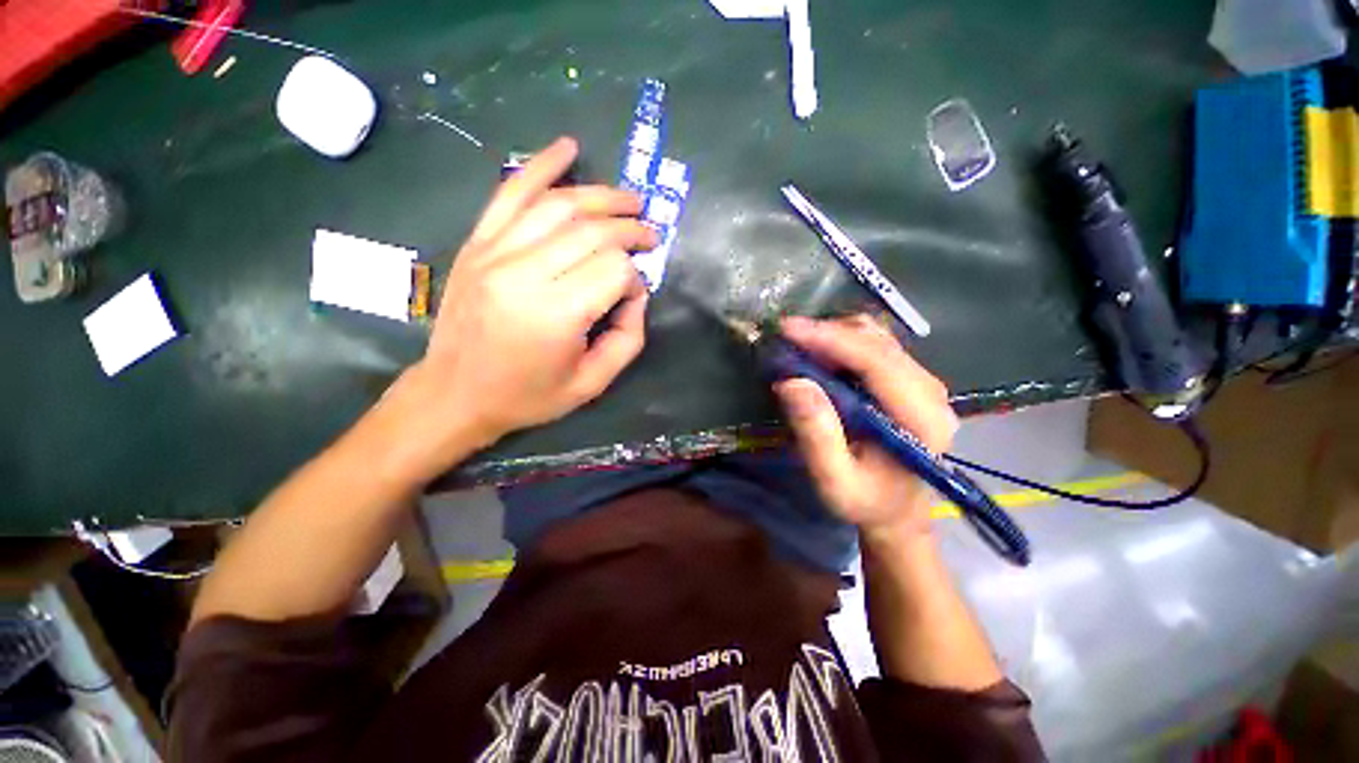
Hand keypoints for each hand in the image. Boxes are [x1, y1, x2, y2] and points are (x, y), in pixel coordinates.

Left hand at [382, 137, 656, 482]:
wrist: (455, 394)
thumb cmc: (528, 395)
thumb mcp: (591, 383)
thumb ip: (628, 339)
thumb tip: (637, 295)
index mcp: (555, 315)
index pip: (614, 271)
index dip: (635, 278)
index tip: (634, 295)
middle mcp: (524, 274)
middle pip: (592, 231)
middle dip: (630, 228)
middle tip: (650, 234)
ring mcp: (494, 252)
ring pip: (559, 205)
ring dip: (602, 197)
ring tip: (629, 200)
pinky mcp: (477, 244)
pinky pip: (510, 193)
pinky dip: (541, 165)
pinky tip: (567, 148)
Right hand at [774, 315, 958, 542]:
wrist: (896, 511)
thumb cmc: (866, 501)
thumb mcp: (834, 481)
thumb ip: (817, 435)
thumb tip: (792, 382)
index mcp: (921, 419)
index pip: (877, 362)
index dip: (831, 339)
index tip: (788, 329)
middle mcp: (930, 392)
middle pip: (878, 341)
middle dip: (827, 333)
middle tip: (785, 338)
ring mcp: (922, 382)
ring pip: (876, 337)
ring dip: (833, 334)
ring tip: (797, 345)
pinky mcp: (908, 380)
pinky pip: (874, 346)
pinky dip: (841, 342)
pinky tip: (818, 353)